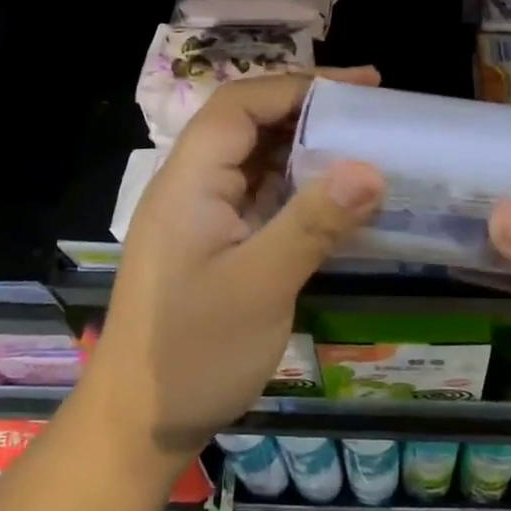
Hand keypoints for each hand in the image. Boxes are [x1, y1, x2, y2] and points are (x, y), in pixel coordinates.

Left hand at [92, 70, 385, 457]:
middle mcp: (191, 187)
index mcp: (189, 181)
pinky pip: (260, 198)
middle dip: (308, 111)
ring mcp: (202, 217)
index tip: (362, 86)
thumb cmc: (194, 353)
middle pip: (248, 125)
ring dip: (306, 149)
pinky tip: (337, 199)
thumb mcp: (261, 286)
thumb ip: (314, 222)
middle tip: (371, 113)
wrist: (138, 425)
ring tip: (364, 148)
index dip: (301, 86)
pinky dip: (299, 189)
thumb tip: (372, 168)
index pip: (241, 104)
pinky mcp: (214, 244)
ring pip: (256, 161)